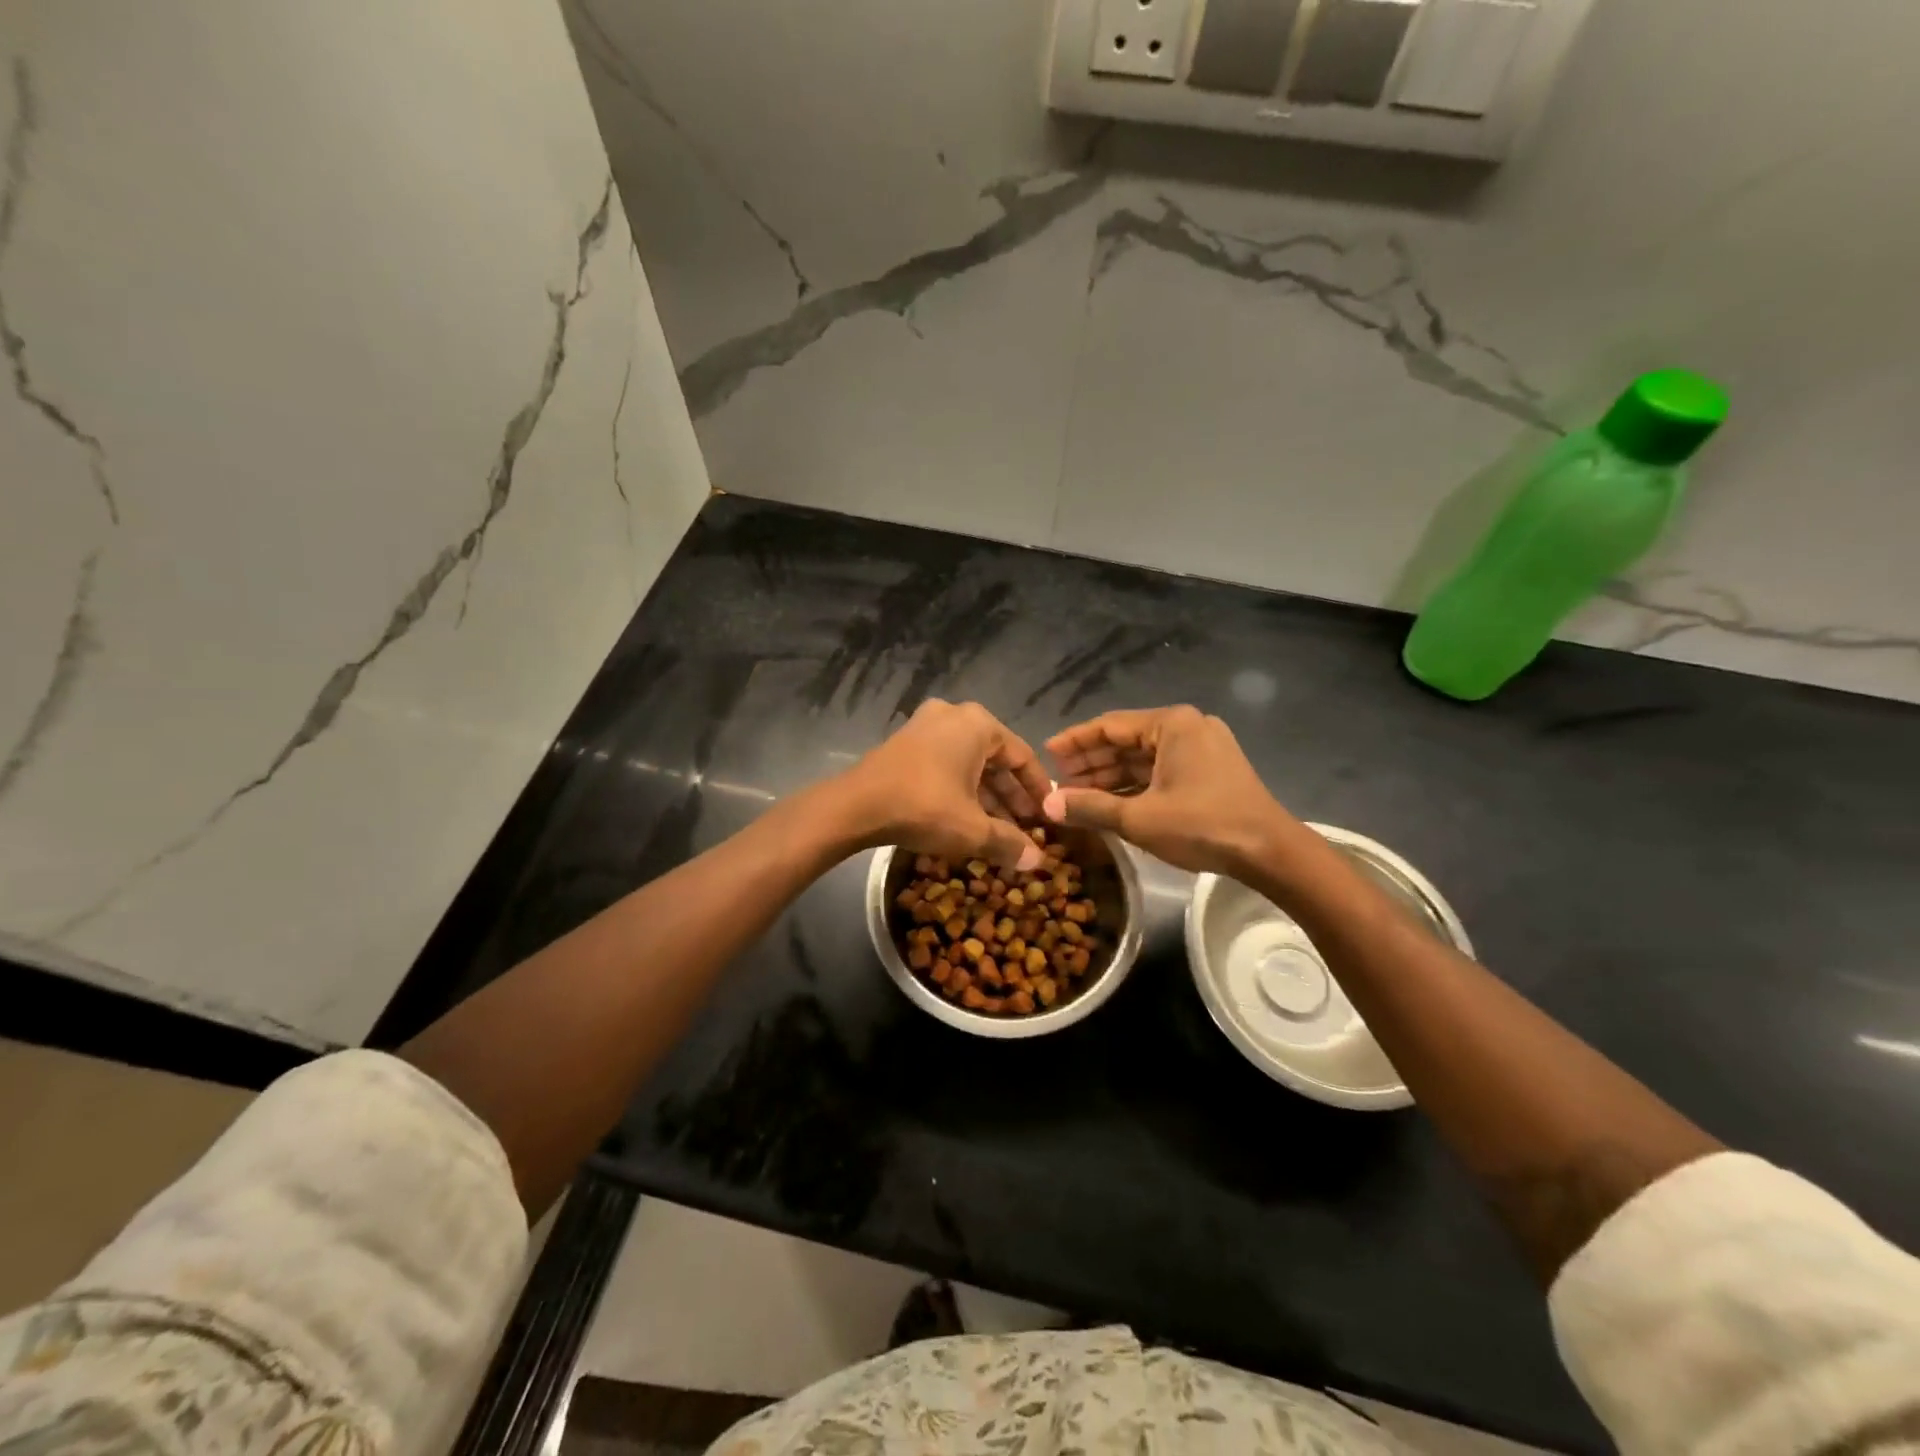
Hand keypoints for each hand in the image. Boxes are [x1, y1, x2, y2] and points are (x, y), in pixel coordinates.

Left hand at [837, 701, 1051, 870]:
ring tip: (1001, 831)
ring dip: (986, 796)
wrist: (856, 806)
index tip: (1048, 817)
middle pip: (995, 760)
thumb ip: (1009, 842)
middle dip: (1011, 797)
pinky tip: (968, 820)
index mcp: (977, 724)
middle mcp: (954, 716)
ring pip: (969, 764)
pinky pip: (945, 764)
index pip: (1022, 756)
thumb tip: (1037, 860)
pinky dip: (960, 789)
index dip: (1037, 791)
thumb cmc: (924, 807)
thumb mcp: (973, 829)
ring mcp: (926, 726)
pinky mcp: (905, 743)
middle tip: (1026, 829)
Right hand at [1043, 706, 1296, 875]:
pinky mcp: (1211, 770)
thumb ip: (1090, 807)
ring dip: (1111, 775)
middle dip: (1091, 761)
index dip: (1074, 741)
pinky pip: (1162, 770)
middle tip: (1057, 779)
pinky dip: (1136, 784)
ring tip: (1076, 792)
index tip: (1046, 752)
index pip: (1109, 725)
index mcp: (1171, 724)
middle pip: (1127, 740)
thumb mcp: (1139, 818)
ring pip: (1144, 757)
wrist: (1270, 852)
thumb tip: (1047, 805)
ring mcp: (1202, 748)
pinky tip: (1111, 801)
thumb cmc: (1202, 826)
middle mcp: (1187, 727)